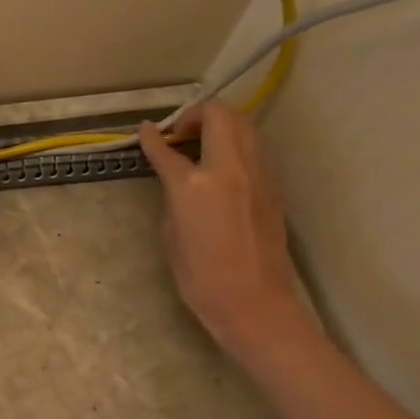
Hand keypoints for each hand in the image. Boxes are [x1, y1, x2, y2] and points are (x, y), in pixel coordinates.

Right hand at [138, 103, 309, 359]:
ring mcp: (257, 175)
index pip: (167, 149)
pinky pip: (253, 151)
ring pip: (243, 126)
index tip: (146, 130)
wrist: (255, 303)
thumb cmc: (201, 278)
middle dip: (196, 115)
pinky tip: (220, 170)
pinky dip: (234, 146)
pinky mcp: (272, 187)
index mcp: (194, 185)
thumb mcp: (172, 234)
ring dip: (219, 126)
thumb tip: (180, 185)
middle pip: (218, 115)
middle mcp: (229, 169)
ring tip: (201, 146)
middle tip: (181, 134)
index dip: (153, 137)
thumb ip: (174, 198)